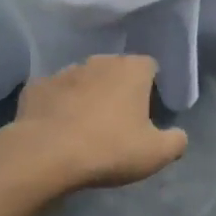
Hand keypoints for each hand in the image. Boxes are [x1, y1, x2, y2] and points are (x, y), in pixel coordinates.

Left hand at [4, 55, 186, 192]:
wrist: (46, 154)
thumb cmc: (109, 148)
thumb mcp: (155, 154)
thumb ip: (176, 141)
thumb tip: (178, 135)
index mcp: (132, 69)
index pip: (150, 66)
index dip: (151, 87)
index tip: (147, 111)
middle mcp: (100, 61)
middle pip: (115, 70)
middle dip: (118, 88)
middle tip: (118, 120)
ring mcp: (65, 71)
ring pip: (83, 79)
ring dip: (87, 95)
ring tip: (85, 126)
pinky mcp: (37, 86)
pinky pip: (53, 93)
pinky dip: (57, 105)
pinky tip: (56, 128)